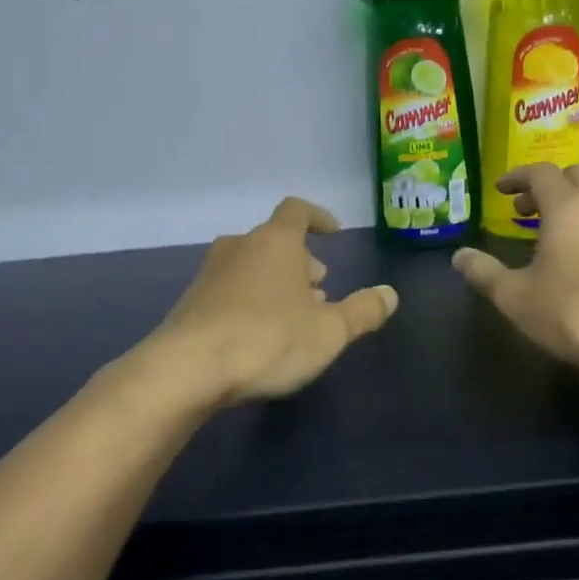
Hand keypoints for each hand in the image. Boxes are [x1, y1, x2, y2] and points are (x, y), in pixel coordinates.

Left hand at [147, 197, 398, 407]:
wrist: (189, 369)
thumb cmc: (269, 340)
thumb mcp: (330, 331)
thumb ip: (363, 311)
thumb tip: (389, 294)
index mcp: (276, 241)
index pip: (297, 210)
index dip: (318, 218)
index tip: (334, 233)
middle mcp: (240, 247)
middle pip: (275, 242)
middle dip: (300, 262)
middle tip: (319, 290)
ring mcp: (210, 273)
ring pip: (252, 267)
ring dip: (276, 283)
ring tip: (294, 315)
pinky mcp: (191, 302)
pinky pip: (231, 290)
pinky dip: (251, 301)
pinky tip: (260, 335)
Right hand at [453, 163, 578, 377]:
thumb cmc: (575, 313)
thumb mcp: (516, 298)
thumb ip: (485, 273)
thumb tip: (459, 256)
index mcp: (568, 207)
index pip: (541, 172)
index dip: (517, 177)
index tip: (501, 189)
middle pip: (578, 176)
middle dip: (550, 186)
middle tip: (527, 210)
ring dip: (577, 205)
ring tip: (557, 233)